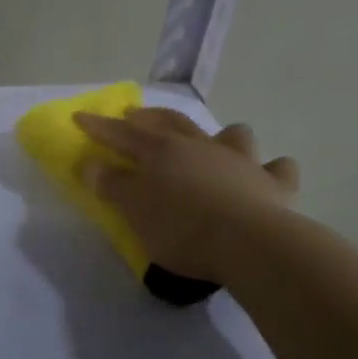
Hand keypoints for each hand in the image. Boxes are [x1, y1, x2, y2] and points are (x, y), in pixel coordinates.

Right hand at [73, 108, 298, 283]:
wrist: (248, 243)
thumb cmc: (181, 228)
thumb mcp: (134, 210)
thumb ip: (112, 185)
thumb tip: (91, 163)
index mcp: (163, 153)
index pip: (122, 134)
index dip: (99, 126)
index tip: (80, 116)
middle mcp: (201, 147)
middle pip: (172, 123)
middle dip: (150, 118)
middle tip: (135, 115)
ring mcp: (241, 162)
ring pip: (232, 136)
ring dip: (221, 136)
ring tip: (214, 143)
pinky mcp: (273, 185)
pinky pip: (278, 169)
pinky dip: (271, 170)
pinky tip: (268, 175)